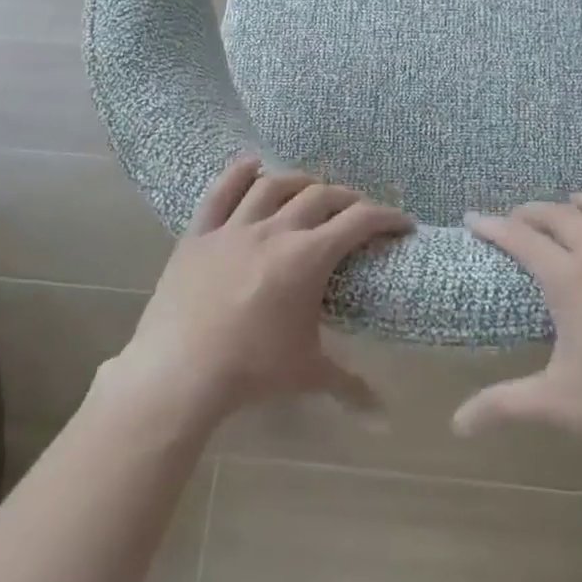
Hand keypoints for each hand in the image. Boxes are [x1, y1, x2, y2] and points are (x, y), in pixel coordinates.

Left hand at [103, 156, 411, 428]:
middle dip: (347, 199)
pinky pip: (220, 193)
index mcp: (307, 257)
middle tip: (357, 212)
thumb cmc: (251, 370)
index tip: (402, 223)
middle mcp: (275, 231)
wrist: (179, 373)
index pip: (358, 222)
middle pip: (320, 197)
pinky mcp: (200, 234)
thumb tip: (383, 417)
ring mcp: (234, 228)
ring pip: (273, 186)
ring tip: (311, 188)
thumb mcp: (307, 374)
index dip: (386, 217)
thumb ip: (349, 386)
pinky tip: (251, 165)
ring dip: (299, 182)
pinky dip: (238, 174)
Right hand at [452, 177, 581, 454]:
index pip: (520, 239)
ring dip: (581, 201)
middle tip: (519, 219)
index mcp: (569, 280)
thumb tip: (457, 426)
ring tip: (570, 203)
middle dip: (532, 213)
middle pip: (559, 216)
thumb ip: (503, 406)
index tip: (473, 219)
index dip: (493, 226)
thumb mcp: (558, 403)